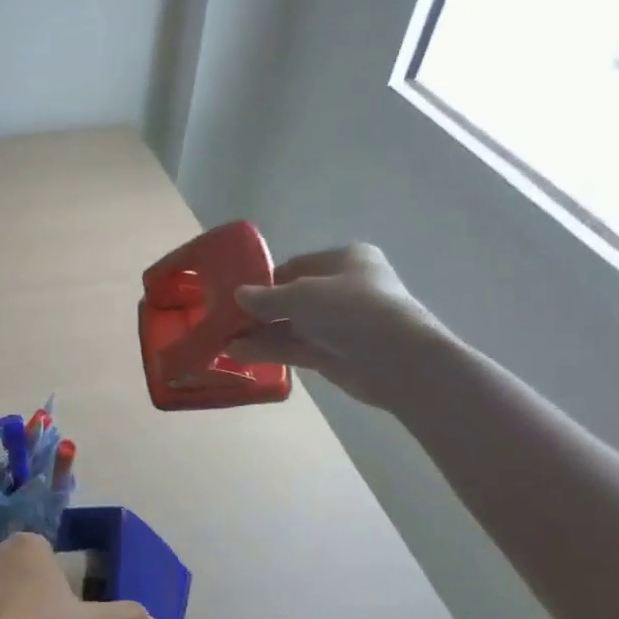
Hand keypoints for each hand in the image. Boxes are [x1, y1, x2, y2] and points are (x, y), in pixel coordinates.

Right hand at [227, 243, 454, 411]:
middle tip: (225, 319)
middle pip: (292, 298)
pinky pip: (295, 348)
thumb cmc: (351, 309)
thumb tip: (238, 295)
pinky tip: (237, 352)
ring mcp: (339, 324)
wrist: (396, 358)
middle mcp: (344, 289)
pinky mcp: (334, 354)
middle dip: (259, 310)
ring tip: (222, 340)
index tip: (236, 293)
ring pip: (291, 326)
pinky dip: (268, 350)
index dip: (266, 279)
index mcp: (345, 260)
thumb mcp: (300, 295)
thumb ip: (266, 297)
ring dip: (258, 333)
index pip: (297, 266)